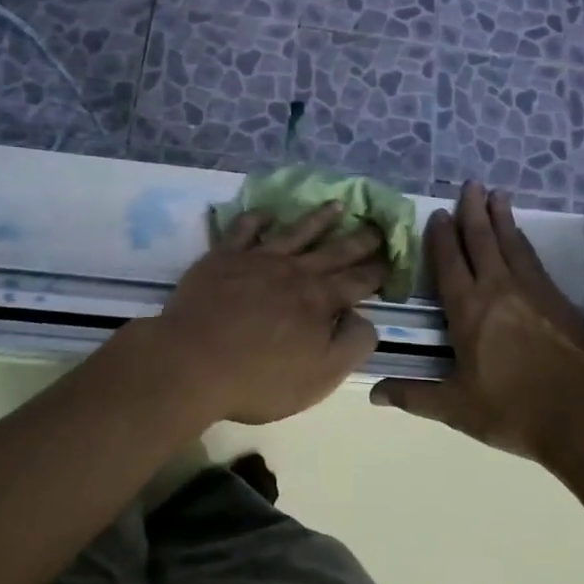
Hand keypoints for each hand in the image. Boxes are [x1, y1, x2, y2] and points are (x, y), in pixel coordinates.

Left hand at [131, 203, 387, 425]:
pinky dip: (257, 218)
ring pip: (296, 231)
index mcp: (320, 300)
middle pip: (334, 250)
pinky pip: (245, 229)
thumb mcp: (320, 377)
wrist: (192, 362)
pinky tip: (266, 213)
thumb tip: (365, 317)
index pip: (358, 281)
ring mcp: (259, 259)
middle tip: (377, 224)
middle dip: (360, 238)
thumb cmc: (259, 378)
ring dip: (318, 218)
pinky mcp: (225, 256)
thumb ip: (352, 345)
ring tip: (337, 205)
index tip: (392, 258)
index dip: (377, 270)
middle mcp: (295, 271)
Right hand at [370, 183, 583, 462]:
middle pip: (482, 240)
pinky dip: (523, 241)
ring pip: (511, 243)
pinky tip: (521, 236)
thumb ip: (415, 395)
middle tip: (471, 183)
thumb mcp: (457, 408)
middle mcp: (498, 289)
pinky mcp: (558, 299)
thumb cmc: (512, 411)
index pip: (450, 263)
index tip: (437, 213)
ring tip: (497, 194)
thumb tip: (374, 393)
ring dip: (501, 217)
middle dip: (473, 211)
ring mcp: (532, 290)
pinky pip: (533, 259)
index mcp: (469, 310)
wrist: (582, 416)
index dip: (442, 236)